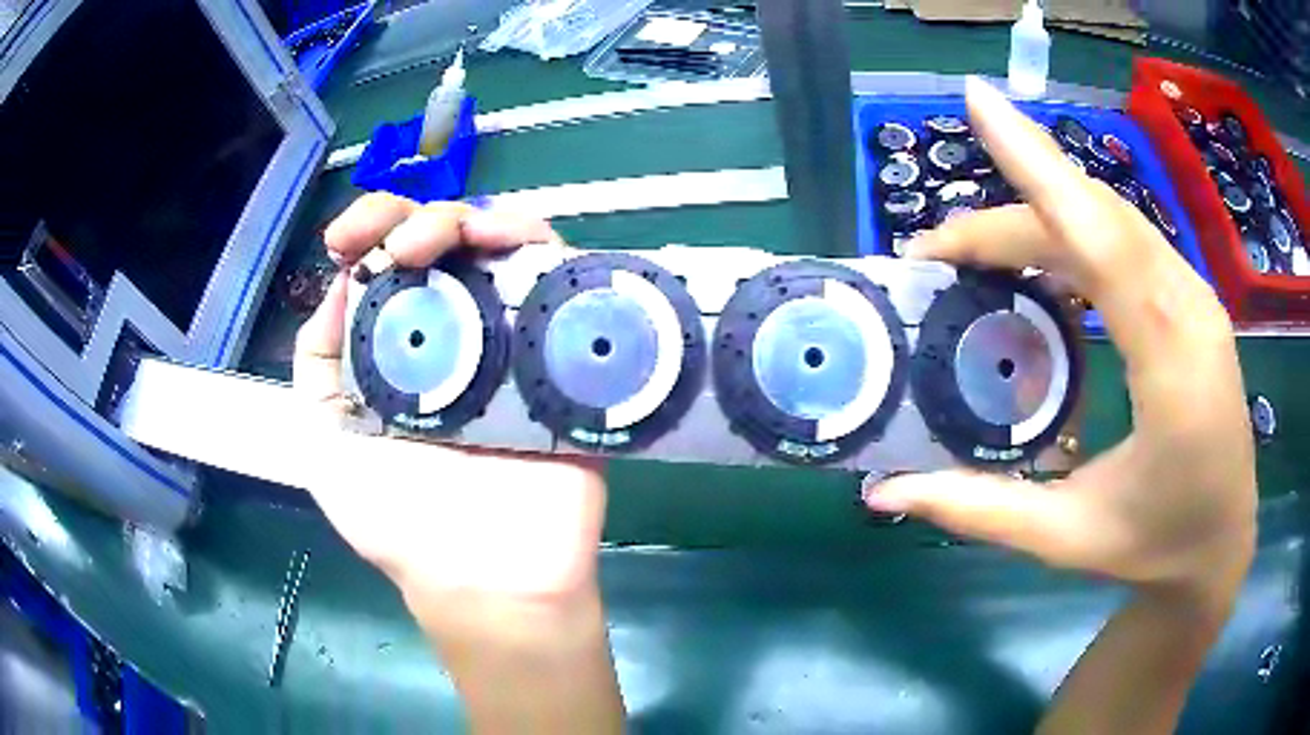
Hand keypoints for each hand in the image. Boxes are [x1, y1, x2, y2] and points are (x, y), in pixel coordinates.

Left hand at [294, 194, 604, 602]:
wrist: (486, 578)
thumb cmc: (398, 522)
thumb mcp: (324, 444)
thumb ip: (318, 366)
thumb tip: (340, 286)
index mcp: (399, 347)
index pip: (386, 264)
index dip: (368, 229)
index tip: (348, 237)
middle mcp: (456, 332)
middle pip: (444, 242)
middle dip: (416, 218)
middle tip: (400, 246)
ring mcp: (512, 339)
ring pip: (503, 246)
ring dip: (475, 220)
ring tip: (452, 241)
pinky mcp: (562, 354)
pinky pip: (561, 281)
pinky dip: (537, 245)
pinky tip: (508, 242)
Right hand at [865, 79, 1256, 599]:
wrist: (1223, 543)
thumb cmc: (1157, 547)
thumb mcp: (1068, 538)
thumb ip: (980, 508)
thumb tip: (884, 493)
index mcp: (1169, 367)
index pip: (1102, 240)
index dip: (1040, 168)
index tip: (978, 104)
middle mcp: (1189, 309)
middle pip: (1094, 219)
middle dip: (1010, 213)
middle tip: (936, 249)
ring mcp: (1196, 297)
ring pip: (1111, 221)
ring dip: (1041, 218)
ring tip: (977, 252)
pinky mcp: (1193, 300)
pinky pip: (1128, 242)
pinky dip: (1076, 234)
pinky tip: (1043, 262)